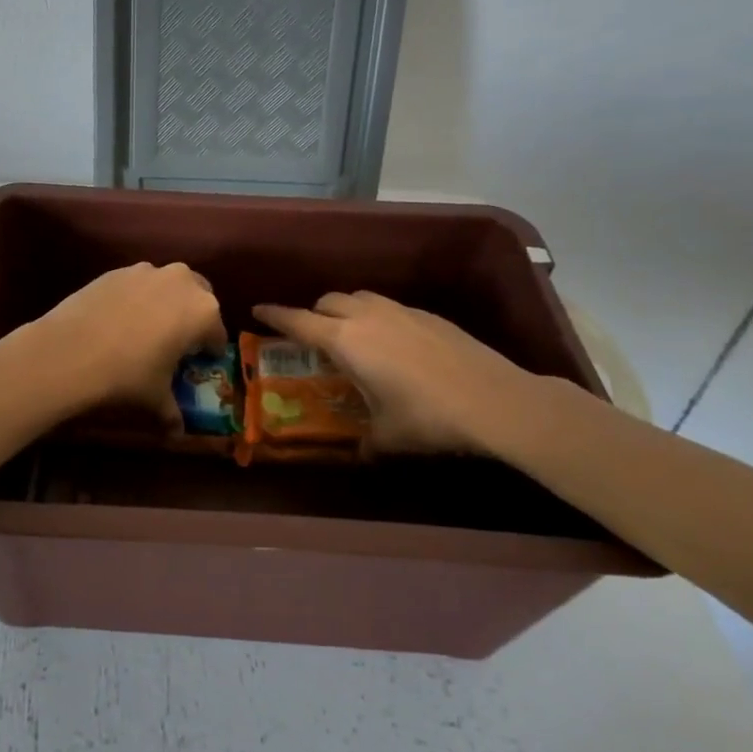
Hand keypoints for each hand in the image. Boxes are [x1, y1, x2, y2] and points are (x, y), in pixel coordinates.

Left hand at [31, 262, 226, 424]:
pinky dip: (136, 298)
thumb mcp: (155, 398)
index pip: (217, 334)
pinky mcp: (117, 270)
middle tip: (175, 343)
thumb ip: (172, 413)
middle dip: (191, 319)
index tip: (197, 365)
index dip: (208, 352)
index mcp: (204, 312)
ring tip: (145, 330)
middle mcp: (182, 281)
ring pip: (168, 286)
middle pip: (198, 299)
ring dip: (165, 304)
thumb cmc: (127, 375)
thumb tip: (176, 433)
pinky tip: (118, 321)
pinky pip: (138, 284)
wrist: (69, 351)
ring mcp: (148, 271)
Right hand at [252, 291, 546, 454]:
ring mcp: (400, 311)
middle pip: (327, 301)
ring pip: (359, 298)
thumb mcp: (386, 437)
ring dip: (345, 311)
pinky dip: (376, 318)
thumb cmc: (427, 418)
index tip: (257, 309)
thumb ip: (365, 441)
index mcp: (345, 342)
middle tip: (311, 338)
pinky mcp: (428, 315)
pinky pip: (388, 308)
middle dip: (312, 314)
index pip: (298, 322)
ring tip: (351, 337)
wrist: (495, 400)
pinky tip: (393, 345)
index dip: (274, 315)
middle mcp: (367, 317)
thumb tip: (359, 453)